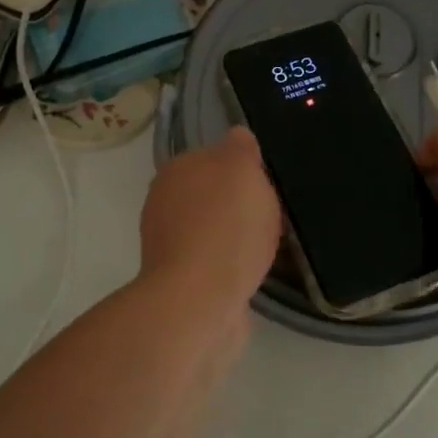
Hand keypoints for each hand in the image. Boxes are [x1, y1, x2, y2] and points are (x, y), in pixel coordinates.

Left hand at [140, 127, 281, 312]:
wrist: (200, 300)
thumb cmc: (225, 226)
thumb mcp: (242, 168)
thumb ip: (240, 148)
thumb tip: (237, 137)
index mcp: (176, 170)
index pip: (213, 157)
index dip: (244, 169)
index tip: (268, 184)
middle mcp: (164, 203)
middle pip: (212, 195)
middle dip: (239, 204)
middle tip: (273, 215)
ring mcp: (169, 244)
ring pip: (213, 229)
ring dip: (236, 237)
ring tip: (268, 246)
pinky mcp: (181, 280)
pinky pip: (215, 262)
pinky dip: (232, 265)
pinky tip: (252, 271)